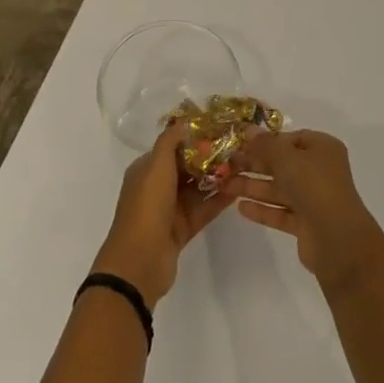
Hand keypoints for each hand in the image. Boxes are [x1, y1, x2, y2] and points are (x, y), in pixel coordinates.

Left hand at [93, 126, 232, 308]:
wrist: (140, 261)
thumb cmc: (147, 206)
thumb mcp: (156, 166)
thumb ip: (170, 141)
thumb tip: (183, 121)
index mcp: (147, 170)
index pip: (172, 147)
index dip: (193, 138)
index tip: (219, 129)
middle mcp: (157, 187)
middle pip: (187, 167)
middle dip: (209, 158)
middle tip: (237, 148)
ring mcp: (170, 209)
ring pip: (197, 188)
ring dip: (217, 178)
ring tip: (242, 166)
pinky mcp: (183, 229)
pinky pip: (204, 209)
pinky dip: (218, 200)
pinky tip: (238, 190)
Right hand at [221, 130, 383, 292]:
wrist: (337, 239)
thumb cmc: (314, 186)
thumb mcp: (286, 157)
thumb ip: (264, 145)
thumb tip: (247, 130)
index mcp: (322, 149)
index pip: (290, 139)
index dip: (266, 141)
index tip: (240, 144)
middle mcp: (319, 171)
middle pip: (282, 164)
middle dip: (254, 164)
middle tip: (226, 165)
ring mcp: (313, 198)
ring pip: (279, 189)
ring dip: (253, 187)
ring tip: (225, 186)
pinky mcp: (306, 224)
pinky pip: (280, 211)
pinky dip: (262, 209)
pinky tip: (240, 208)